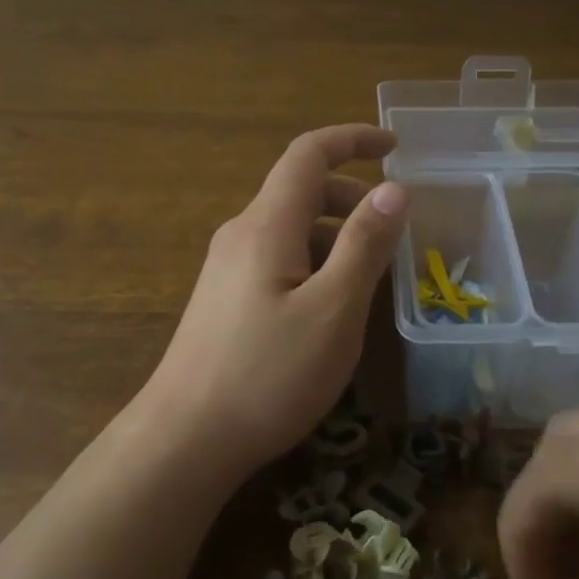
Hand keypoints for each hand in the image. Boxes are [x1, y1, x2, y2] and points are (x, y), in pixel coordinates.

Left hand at [145, 125, 405, 476]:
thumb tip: (393, 189)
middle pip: (300, 190)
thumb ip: (364, 246)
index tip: (394, 145)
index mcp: (267, 224)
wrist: (185, 439)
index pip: (308, 154)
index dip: (352, 139)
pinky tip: (330, 308)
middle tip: (393, 234)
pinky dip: (314, 261)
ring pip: (291, 228)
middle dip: (352, 197)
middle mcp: (241, 233)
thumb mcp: (333, 311)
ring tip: (371, 278)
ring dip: (335, 235)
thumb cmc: (267, 375)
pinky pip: (277, 257)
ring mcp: (227, 266)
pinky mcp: (224, 297)